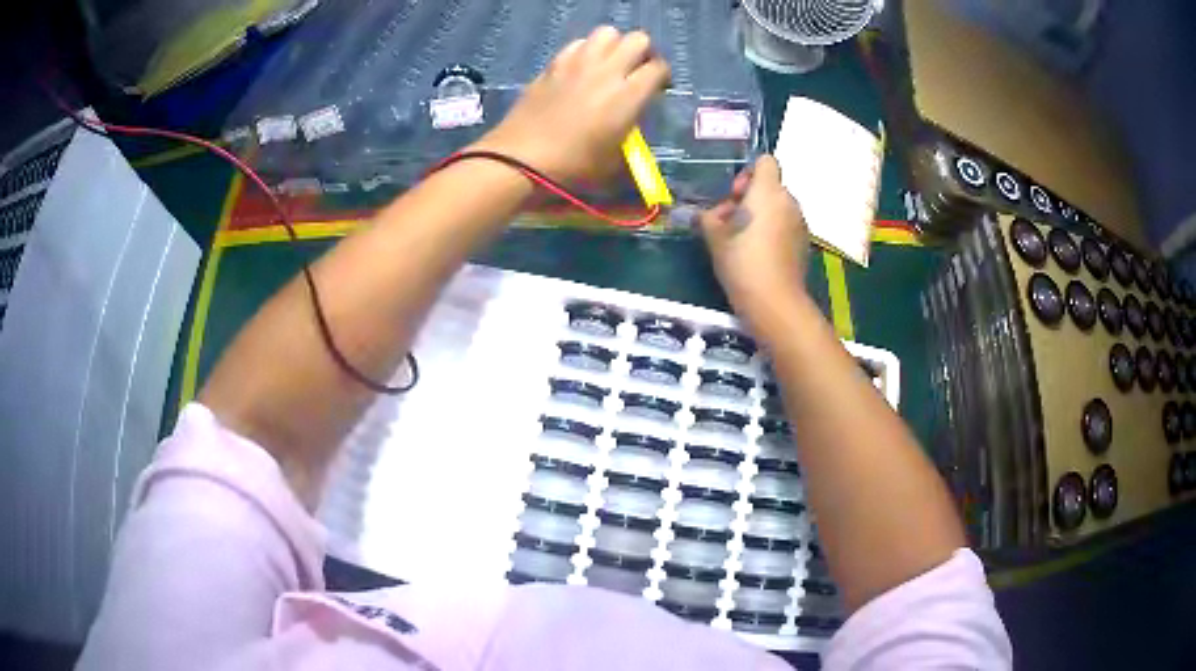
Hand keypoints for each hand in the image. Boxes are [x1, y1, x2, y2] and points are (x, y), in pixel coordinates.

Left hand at [473, 26, 669, 183]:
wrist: (522, 159)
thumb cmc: (574, 167)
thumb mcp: (615, 160)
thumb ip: (631, 131)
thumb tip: (631, 119)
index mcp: (628, 95)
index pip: (658, 67)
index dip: (662, 76)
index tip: (658, 88)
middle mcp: (607, 71)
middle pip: (638, 39)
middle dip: (643, 52)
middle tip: (637, 70)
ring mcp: (578, 63)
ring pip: (607, 32)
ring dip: (614, 44)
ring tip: (609, 63)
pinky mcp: (553, 64)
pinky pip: (577, 43)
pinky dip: (585, 50)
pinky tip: (581, 68)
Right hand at [699, 156, 809, 329]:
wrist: (774, 301)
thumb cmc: (741, 261)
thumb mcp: (714, 237)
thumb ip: (709, 217)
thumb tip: (709, 214)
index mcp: (768, 191)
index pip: (765, 161)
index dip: (748, 172)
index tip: (735, 195)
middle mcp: (788, 201)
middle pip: (770, 186)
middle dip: (750, 198)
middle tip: (731, 221)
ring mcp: (800, 223)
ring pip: (778, 207)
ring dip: (761, 215)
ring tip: (742, 240)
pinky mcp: (804, 243)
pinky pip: (786, 226)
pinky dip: (773, 231)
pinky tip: (759, 254)